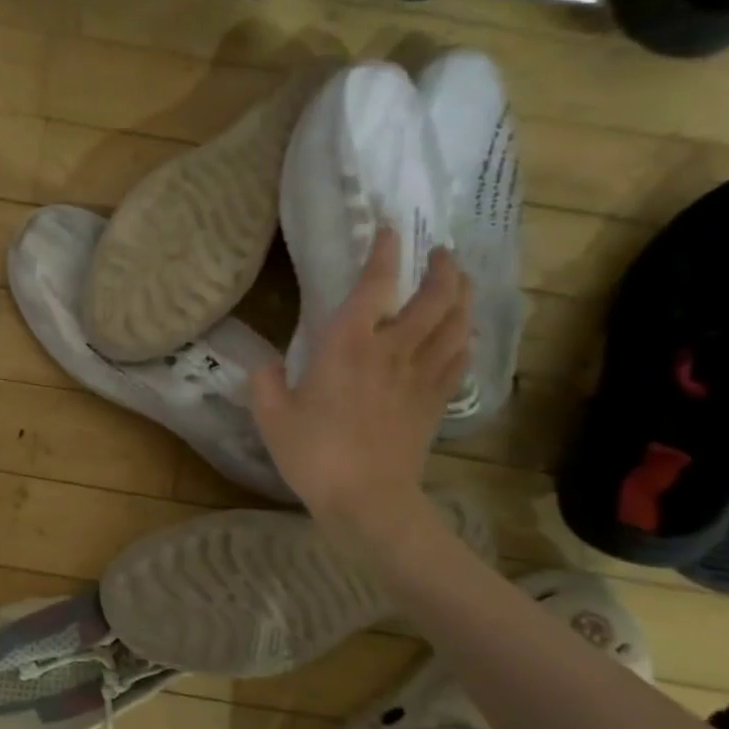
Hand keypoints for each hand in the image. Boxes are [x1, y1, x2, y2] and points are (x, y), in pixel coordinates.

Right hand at [250, 226, 470, 541]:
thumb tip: (266, 365)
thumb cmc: (313, 453)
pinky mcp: (436, 401)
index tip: (389, 229)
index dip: (384, 252)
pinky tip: (461, 334)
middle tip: (440, 252)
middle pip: (434, 297)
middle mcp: (392, 350)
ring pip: (455, 323)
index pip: (374, 285)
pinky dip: (464, 338)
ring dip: (461, 296)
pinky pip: (459, 358)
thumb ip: (264, 382)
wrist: (367, 499)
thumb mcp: (271, 416)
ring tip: (458, 282)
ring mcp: (421, 376)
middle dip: (441, 268)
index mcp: (348, 346)